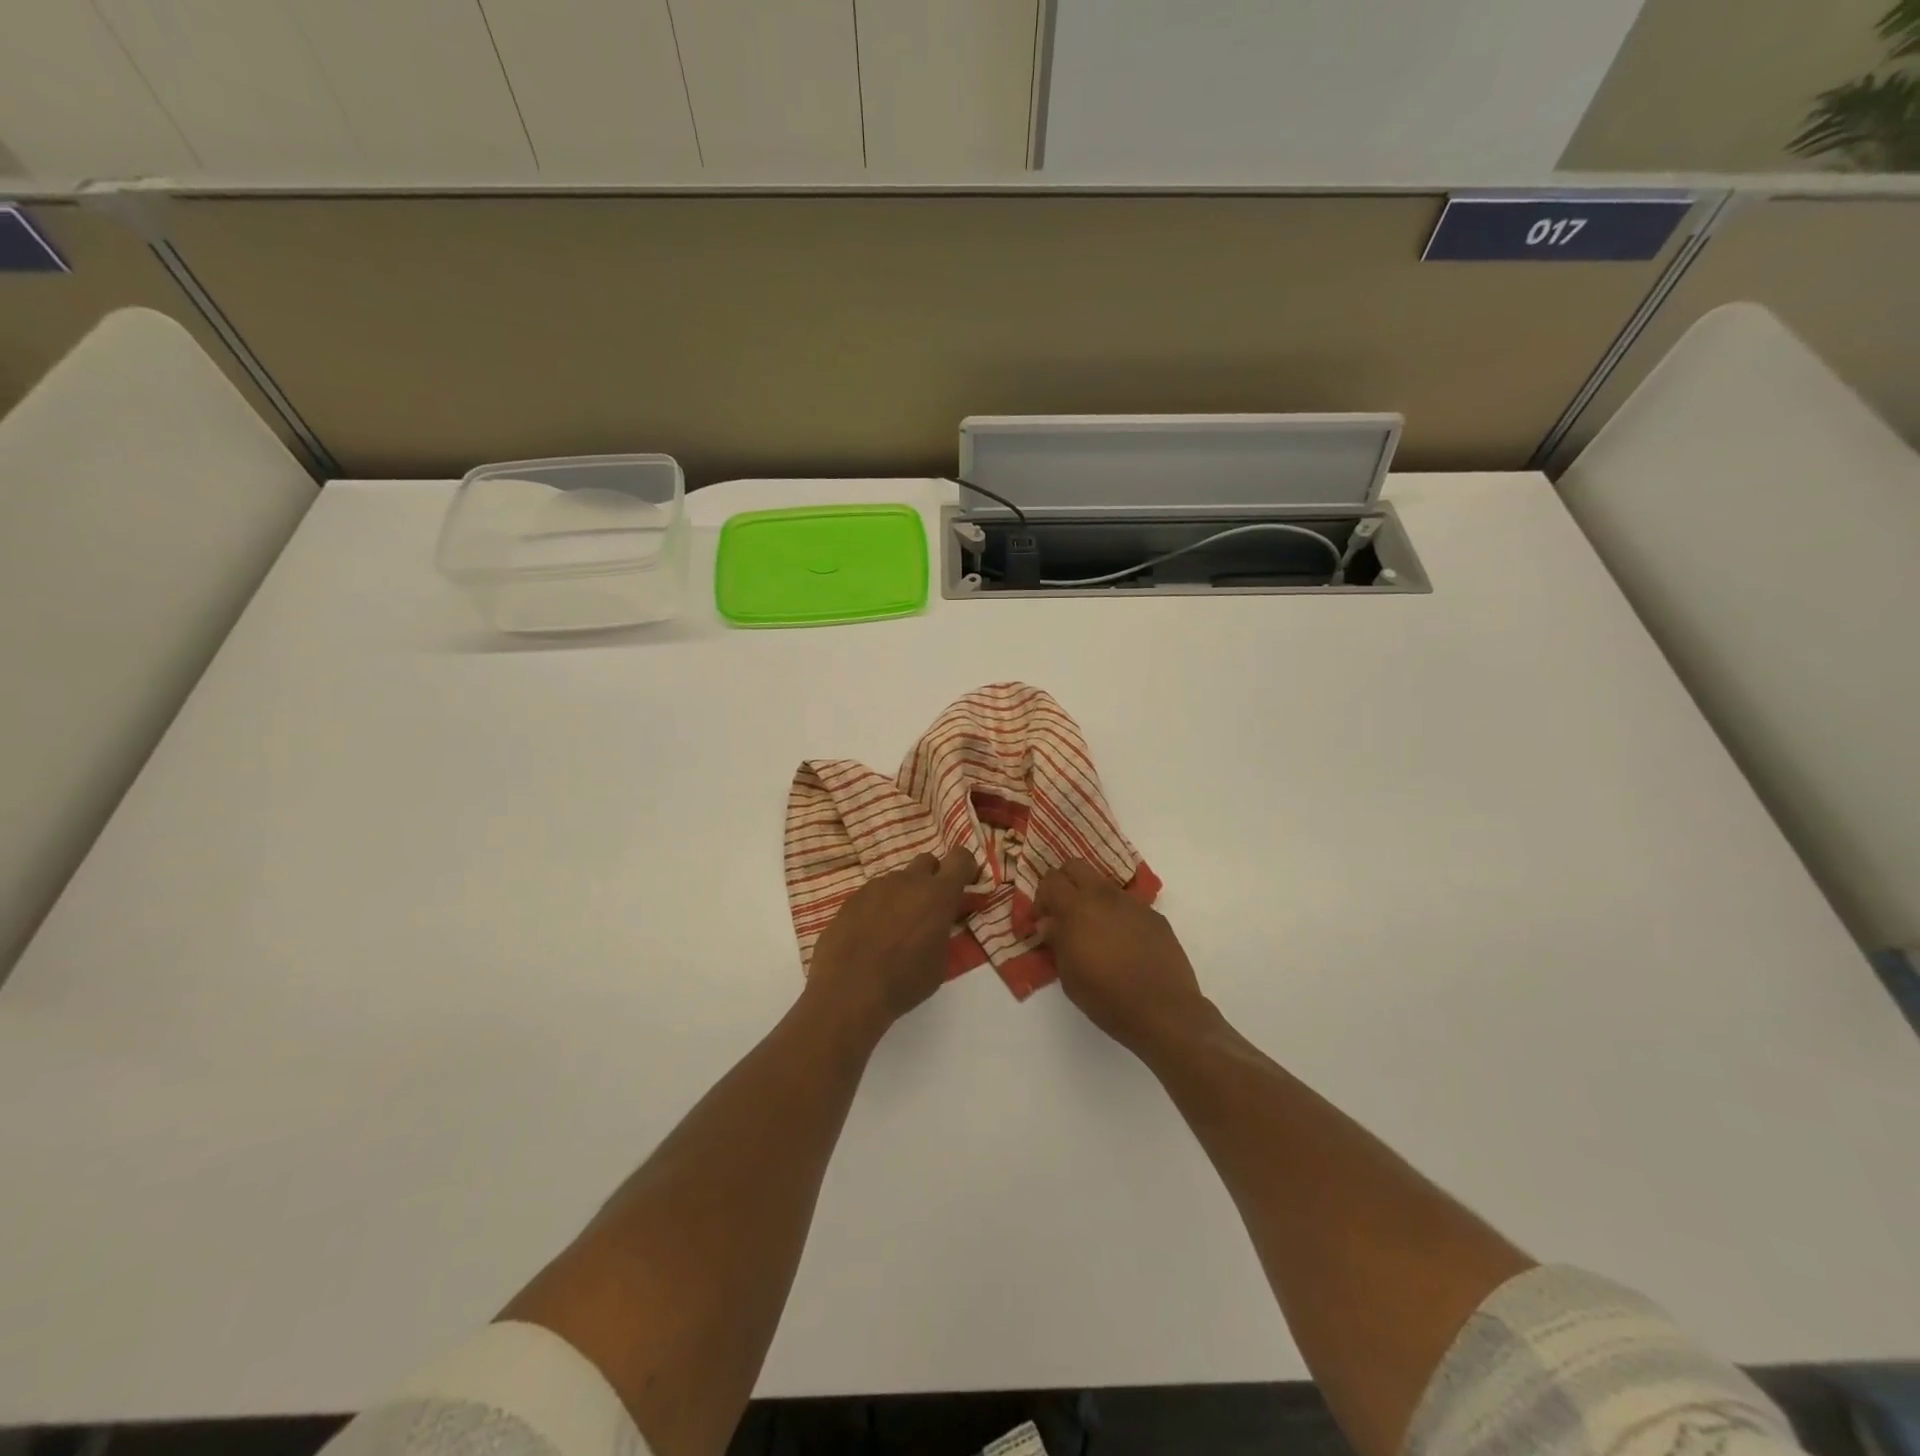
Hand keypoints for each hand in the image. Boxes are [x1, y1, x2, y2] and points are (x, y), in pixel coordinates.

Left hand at [806, 849, 976, 1036]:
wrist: (848, 991)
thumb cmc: (904, 981)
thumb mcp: (940, 963)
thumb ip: (944, 932)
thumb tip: (939, 923)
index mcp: (938, 895)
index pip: (961, 858)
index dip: (966, 867)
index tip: (965, 884)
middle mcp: (908, 881)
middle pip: (928, 861)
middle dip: (933, 878)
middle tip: (929, 907)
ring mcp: (877, 886)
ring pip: (898, 879)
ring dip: (903, 895)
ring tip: (895, 928)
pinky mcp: (852, 898)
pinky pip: (874, 893)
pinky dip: (879, 906)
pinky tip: (870, 934)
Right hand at [1036, 860, 1212, 1056]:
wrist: (1163, 1010)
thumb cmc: (1106, 997)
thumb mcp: (1069, 975)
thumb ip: (1056, 941)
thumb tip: (1049, 922)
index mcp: (1077, 908)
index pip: (1051, 879)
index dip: (1042, 897)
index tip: (1043, 920)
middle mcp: (1104, 896)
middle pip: (1076, 867)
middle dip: (1065, 883)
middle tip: (1063, 913)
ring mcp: (1133, 903)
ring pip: (1104, 885)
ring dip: (1093, 899)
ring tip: (1095, 931)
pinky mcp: (1155, 916)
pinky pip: (1129, 905)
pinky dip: (1118, 915)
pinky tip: (1124, 944)